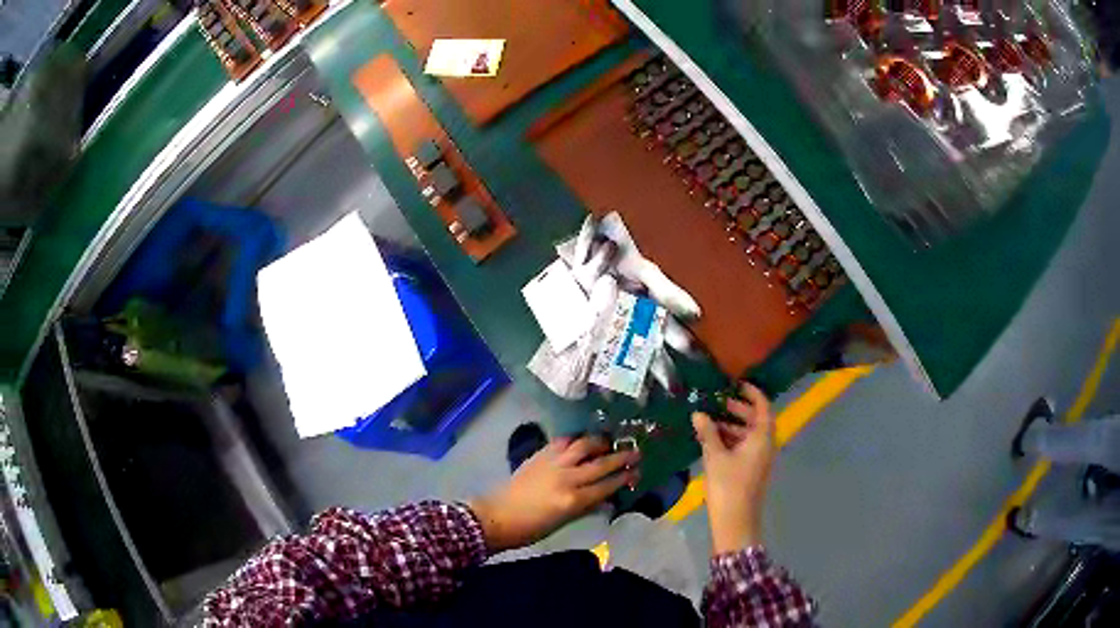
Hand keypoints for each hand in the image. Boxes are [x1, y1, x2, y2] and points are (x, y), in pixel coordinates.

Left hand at [469, 435, 639, 552]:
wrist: (498, 515)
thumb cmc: (533, 527)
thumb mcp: (565, 521)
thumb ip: (588, 506)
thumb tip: (607, 496)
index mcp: (574, 500)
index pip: (608, 485)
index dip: (625, 477)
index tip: (637, 471)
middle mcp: (567, 478)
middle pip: (601, 463)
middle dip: (622, 457)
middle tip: (636, 451)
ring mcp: (553, 463)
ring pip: (584, 445)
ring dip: (600, 442)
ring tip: (610, 442)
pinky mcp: (540, 454)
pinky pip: (564, 441)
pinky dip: (576, 439)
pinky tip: (583, 440)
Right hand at [693, 382, 775, 554]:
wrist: (735, 521)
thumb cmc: (728, 485)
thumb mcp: (715, 456)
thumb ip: (708, 432)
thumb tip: (698, 413)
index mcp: (762, 437)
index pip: (763, 406)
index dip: (752, 393)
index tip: (737, 384)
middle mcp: (765, 445)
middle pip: (757, 420)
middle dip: (739, 410)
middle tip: (719, 402)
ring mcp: (760, 459)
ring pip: (750, 435)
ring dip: (733, 426)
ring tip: (710, 421)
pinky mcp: (752, 470)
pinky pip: (745, 447)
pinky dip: (732, 440)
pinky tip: (713, 441)